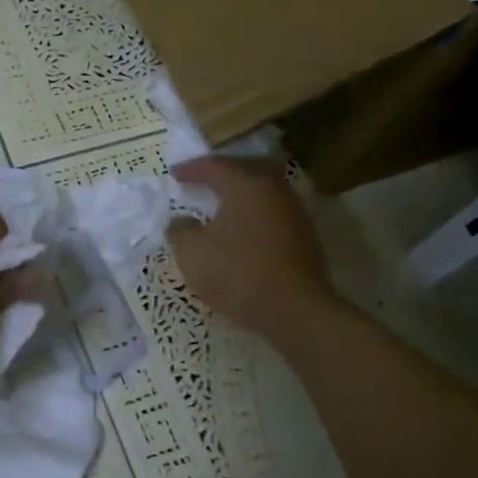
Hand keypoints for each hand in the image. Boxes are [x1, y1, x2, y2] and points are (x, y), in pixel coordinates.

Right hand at [168, 158, 336, 341]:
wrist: (295, 310)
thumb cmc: (238, 273)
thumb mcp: (192, 253)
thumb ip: (180, 230)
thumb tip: (181, 221)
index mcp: (246, 184)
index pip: (214, 166)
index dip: (190, 169)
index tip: (173, 173)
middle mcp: (274, 189)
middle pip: (244, 170)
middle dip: (220, 173)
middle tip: (201, 179)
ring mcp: (294, 212)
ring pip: (262, 191)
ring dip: (240, 194)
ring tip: (221, 204)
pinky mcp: (305, 236)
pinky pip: (272, 212)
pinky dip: (253, 214)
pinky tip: (242, 229)